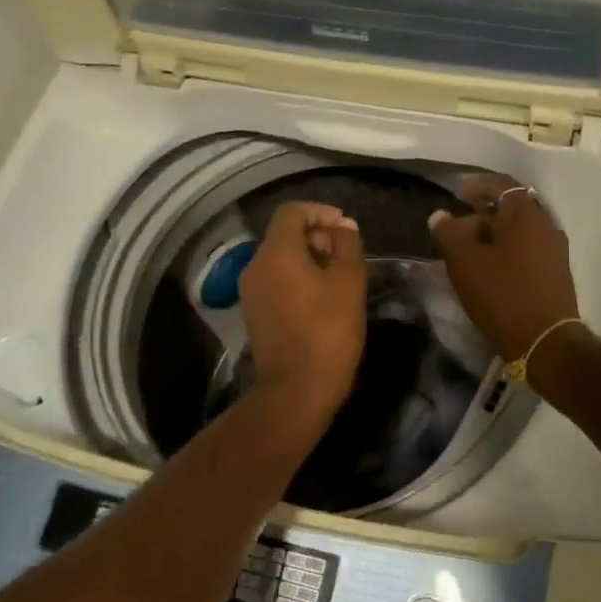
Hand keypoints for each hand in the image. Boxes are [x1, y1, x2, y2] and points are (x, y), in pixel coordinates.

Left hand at [238, 201, 366, 422]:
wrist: (296, 389)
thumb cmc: (328, 330)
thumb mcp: (349, 281)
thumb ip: (347, 244)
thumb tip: (342, 226)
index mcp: (276, 252)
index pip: (292, 212)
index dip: (320, 212)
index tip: (344, 227)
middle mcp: (255, 265)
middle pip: (283, 235)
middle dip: (316, 236)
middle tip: (346, 255)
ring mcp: (250, 291)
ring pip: (279, 259)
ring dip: (308, 258)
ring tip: (337, 277)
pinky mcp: (253, 313)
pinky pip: (275, 281)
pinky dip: (296, 278)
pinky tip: (320, 298)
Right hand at [428, 174, 580, 360]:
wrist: (546, 343)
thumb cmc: (503, 295)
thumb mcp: (465, 263)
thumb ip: (449, 234)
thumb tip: (441, 215)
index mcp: (526, 215)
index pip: (501, 185)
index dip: (477, 185)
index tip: (457, 192)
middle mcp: (546, 226)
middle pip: (510, 209)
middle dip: (481, 215)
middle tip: (456, 231)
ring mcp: (555, 251)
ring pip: (518, 233)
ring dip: (493, 236)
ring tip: (468, 254)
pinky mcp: (556, 274)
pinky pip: (527, 251)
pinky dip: (506, 252)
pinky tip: (489, 271)